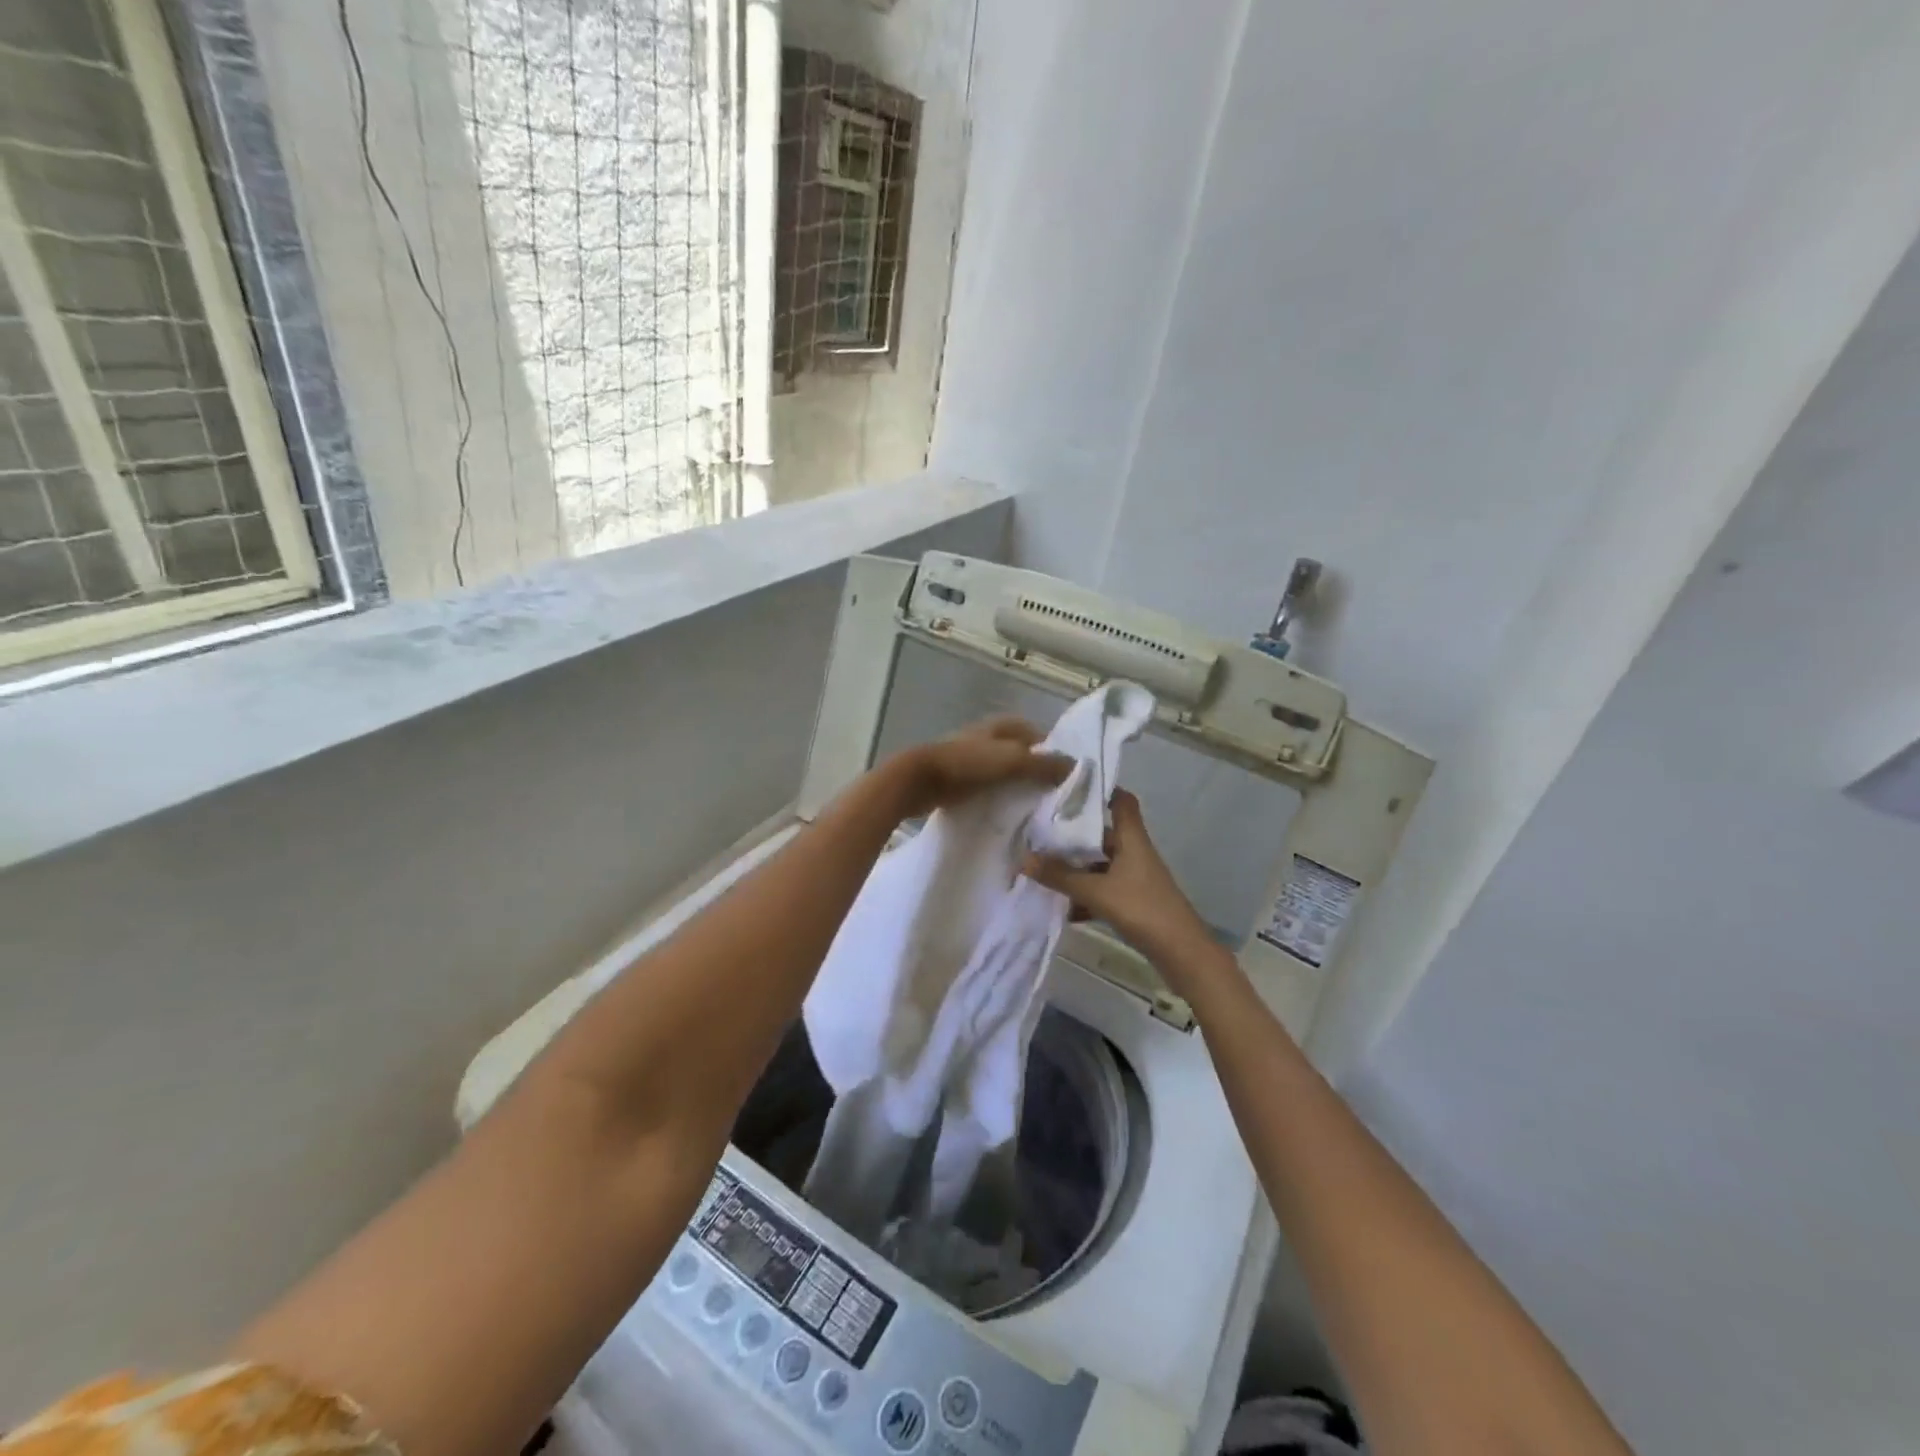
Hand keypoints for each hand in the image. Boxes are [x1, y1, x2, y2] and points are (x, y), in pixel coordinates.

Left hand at [889, 716, 1073, 819]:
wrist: (918, 780)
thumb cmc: (967, 764)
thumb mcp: (1012, 761)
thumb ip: (1043, 764)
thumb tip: (1075, 765)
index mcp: (1000, 725)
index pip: (1035, 733)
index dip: (1051, 752)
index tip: (1066, 777)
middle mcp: (986, 736)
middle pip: (1019, 753)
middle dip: (1034, 771)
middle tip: (1052, 797)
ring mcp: (969, 757)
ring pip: (1002, 771)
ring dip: (1015, 785)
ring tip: (1032, 809)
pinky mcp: (956, 778)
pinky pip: (985, 786)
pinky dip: (996, 796)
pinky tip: (1005, 814)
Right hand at [1022, 791, 1212, 968]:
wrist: (1181, 953)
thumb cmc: (1143, 909)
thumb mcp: (1097, 891)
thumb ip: (1060, 876)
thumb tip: (1023, 858)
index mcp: (1132, 839)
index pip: (1121, 801)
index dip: (1100, 790)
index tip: (1069, 788)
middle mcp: (1133, 852)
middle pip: (1102, 833)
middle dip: (1073, 834)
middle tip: (1039, 831)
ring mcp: (1134, 878)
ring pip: (1099, 864)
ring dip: (1075, 867)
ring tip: (1041, 868)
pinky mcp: (1132, 901)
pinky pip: (1102, 889)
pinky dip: (1084, 894)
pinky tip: (1061, 907)